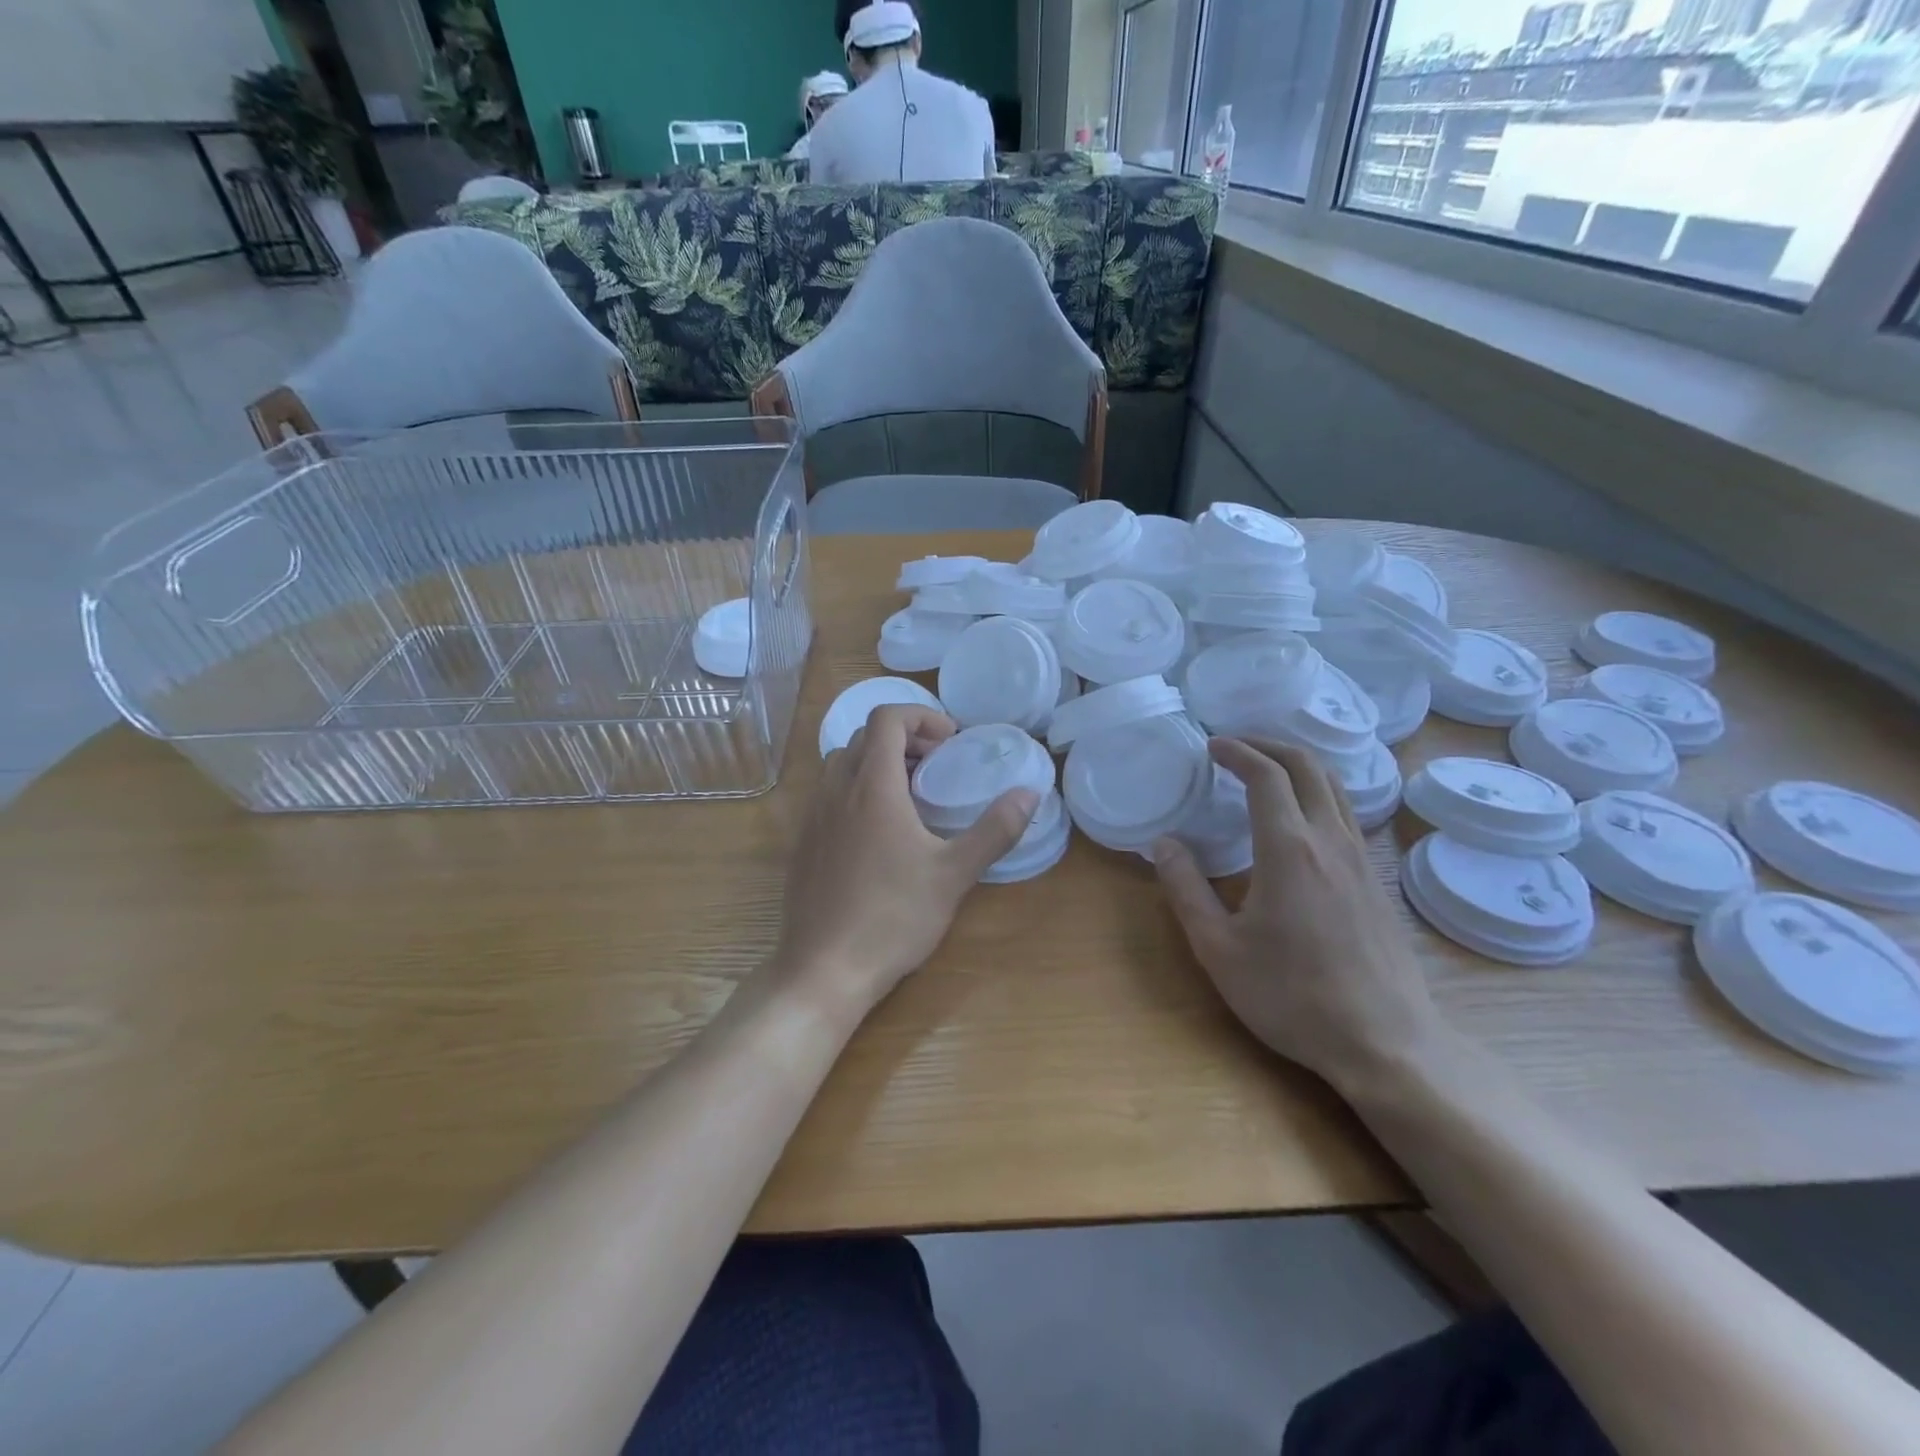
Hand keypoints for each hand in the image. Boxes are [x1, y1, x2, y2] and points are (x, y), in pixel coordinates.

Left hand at [776, 705, 1038, 1016]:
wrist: (823, 970)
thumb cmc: (892, 918)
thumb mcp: (953, 874)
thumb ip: (994, 830)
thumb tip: (1030, 793)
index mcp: (872, 787)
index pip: (886, 718)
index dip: (921, 716)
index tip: (950, 742)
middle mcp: (835, 791)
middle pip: (865, 737)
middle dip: (905, 739)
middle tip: (937, 767)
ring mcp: (812, 818)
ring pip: (843, 765)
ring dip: (878, 764)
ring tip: (911, 798)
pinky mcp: (803, 844)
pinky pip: (828, 795)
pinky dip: (856, 791)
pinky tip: (879, 836)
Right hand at [1153, 738, 1444, 1090]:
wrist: (1384, 1043)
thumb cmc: (1291, 995)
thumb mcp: (1217, 948)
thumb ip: (1185, 889)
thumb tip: (1163, 843)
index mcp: (1289, 849)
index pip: (1266, 775)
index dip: (1237, 751)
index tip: (1210, 746)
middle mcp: (1330, 841)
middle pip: (1307, 766)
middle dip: (1269, 745)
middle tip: (1234, 747)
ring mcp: (1360, 860)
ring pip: (1334, 786)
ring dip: (1297, 765)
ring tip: (1264, 770)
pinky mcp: (1374, 881)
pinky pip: (1346, 813)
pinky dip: (1317, 792)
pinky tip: (1298, 819)